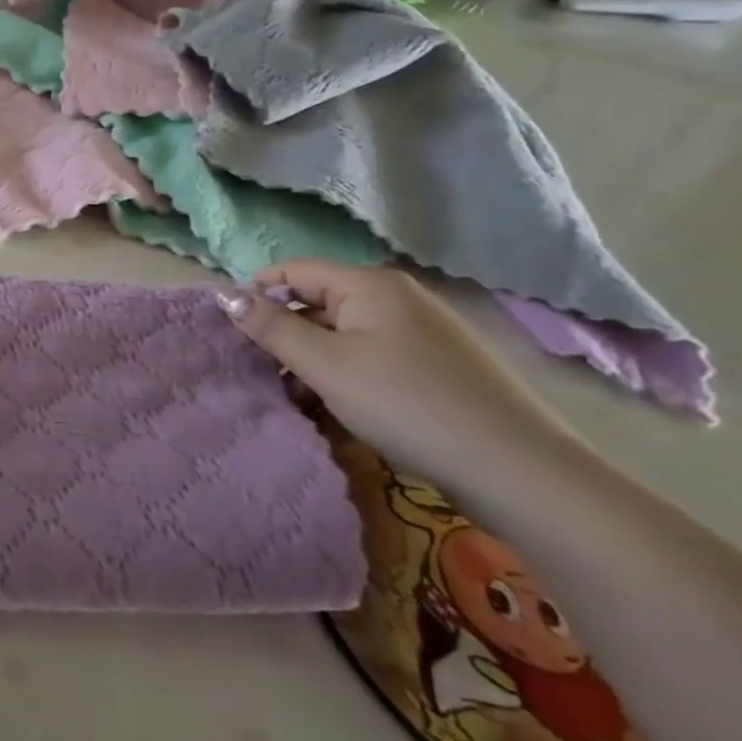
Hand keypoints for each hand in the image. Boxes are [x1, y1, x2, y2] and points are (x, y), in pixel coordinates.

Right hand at [219, 260, 577, 488]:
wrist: (516, 469)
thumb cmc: (406, 404)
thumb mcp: (325, 365)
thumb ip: (270, 327)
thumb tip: (225, 296)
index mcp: (368, 284)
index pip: (291, 271)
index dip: (257, 296)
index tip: (236, 336)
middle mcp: (396, 296)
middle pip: (317, 302)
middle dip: (285, 335)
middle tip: (264, 374)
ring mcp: (421, 330)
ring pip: (344, 333)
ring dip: (314, 360)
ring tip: (299, 399)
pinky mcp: (437, 364)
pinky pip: (373, 355)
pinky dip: (347, 374)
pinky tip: (341, 408)